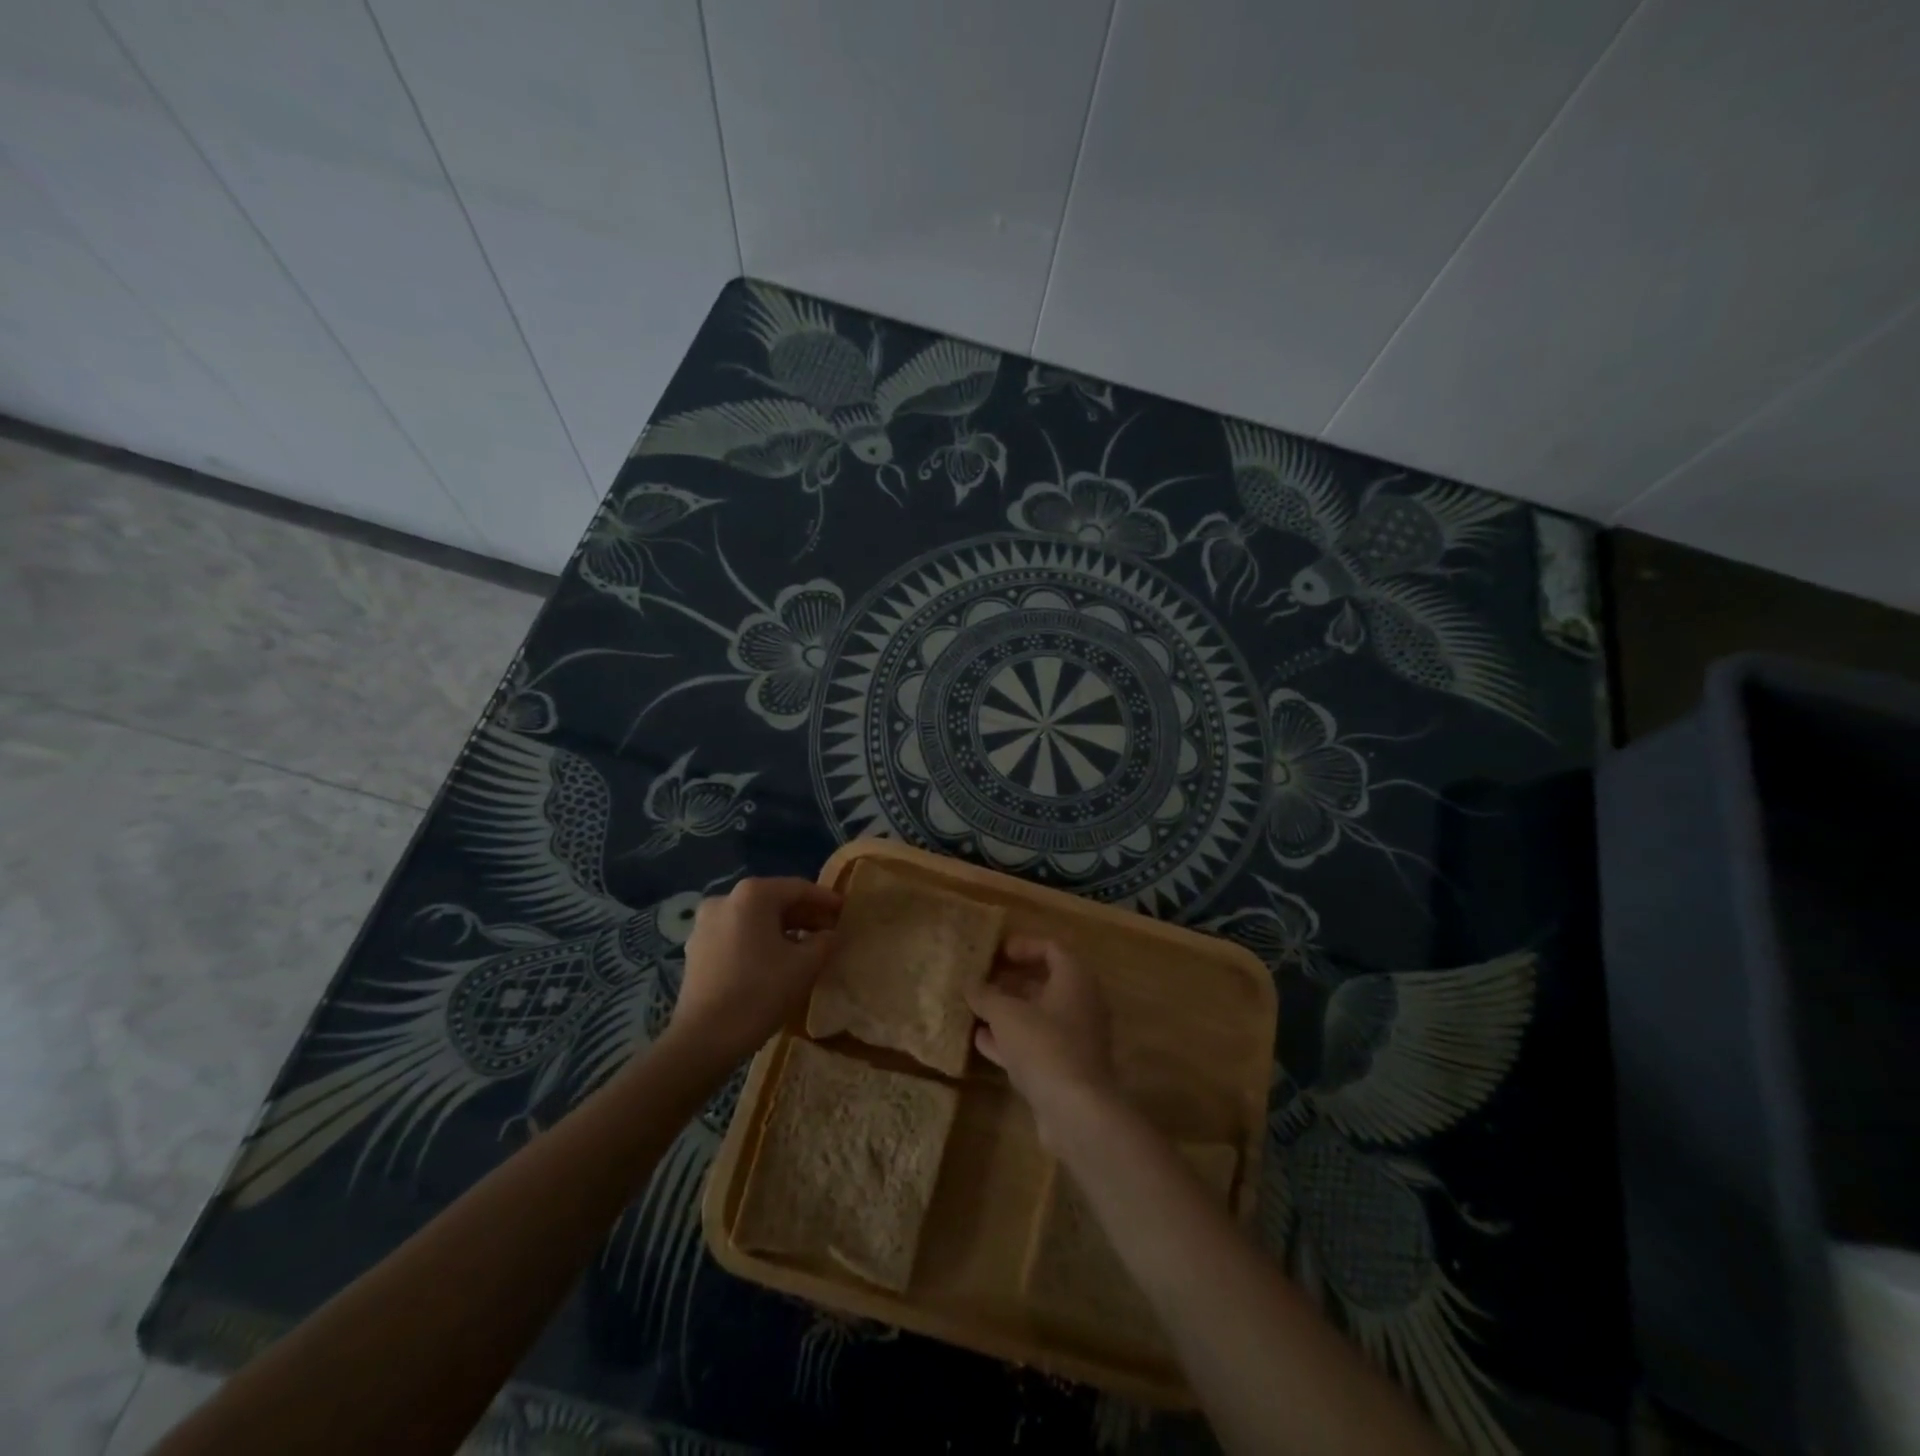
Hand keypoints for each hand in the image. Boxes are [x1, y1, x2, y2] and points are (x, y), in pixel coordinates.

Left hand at [667, 877, 841, 1067]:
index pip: (798, 888)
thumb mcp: (805, 966)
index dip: (825, 900)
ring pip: (754, 919)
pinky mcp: (697, 948)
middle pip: (774, 901)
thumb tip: (831, 934)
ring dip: (782, 929)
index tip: (845, 911)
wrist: (703, 1039)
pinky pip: (737, 934)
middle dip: (804, 915)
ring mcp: (705, 924)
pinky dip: (760, 941)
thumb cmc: (760, 992)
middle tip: (829, 931)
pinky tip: (776, 960)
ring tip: (806, 947)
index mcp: (752, 895)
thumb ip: (824, 942)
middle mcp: (725, 899)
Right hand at [967, 937, 1116, 1145]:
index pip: (1052, 949)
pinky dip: (1012, 1039)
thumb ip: (985, 995)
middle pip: (1046, 982)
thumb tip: (969, 984)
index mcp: (1075, 979)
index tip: (996, 952)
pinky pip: (1037, 1043)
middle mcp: (1082, 1003)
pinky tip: (982, 1041)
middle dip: (1012, 981)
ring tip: (976, 1009)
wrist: (1076, 1111)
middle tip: (982, 980)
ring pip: (1039, 1015)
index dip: (1023, 946)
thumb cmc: (1044, 1046)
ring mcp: (1077, 1038)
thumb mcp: (1006, 1014)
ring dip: (1009, 1011)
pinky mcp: (1068, 1068)